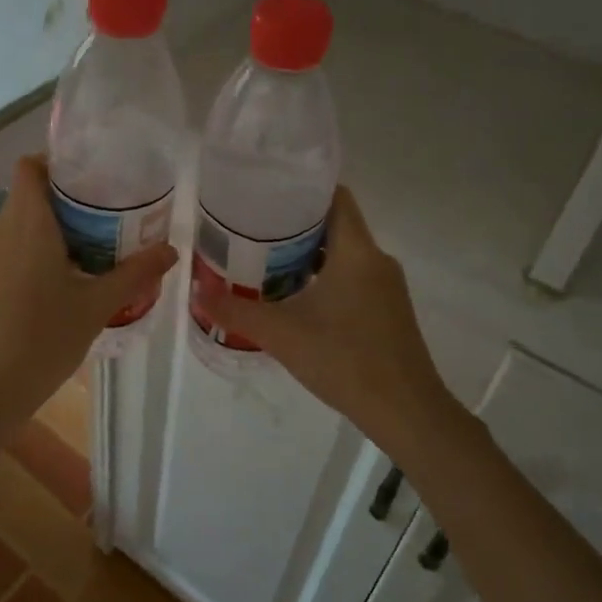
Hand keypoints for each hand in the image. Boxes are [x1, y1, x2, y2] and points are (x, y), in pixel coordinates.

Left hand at [0, 156, 177, 429]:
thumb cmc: (41, 341)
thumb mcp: (96, 308)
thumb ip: (134, 274)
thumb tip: (171, 249)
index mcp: (27, 225)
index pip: (29, 167)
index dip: (56, 163)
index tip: (91, 180)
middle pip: (28, 199)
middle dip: (65, 205)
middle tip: (105, 223)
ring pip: (17, 231)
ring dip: (48, 236)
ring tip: (86, 259)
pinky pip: (5, 259)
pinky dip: (29, 261)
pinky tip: (52, 296)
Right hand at [193, 188, 452, 455]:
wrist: (405, 412)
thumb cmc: (344, 360)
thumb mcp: (281, 334)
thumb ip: (236, 310)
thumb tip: (196, 291)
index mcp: (357, 251)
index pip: (335, 196)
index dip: (301, 189)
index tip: (266, 194)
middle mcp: (376, 260)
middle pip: (335, 224)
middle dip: (294, 224)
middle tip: (252, 230)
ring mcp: (387, 287)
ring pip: (343, 254)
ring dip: (308, 254)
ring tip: (265, 262)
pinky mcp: (388, 310)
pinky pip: (352, 277)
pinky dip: (324, 277)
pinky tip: (295, 298)